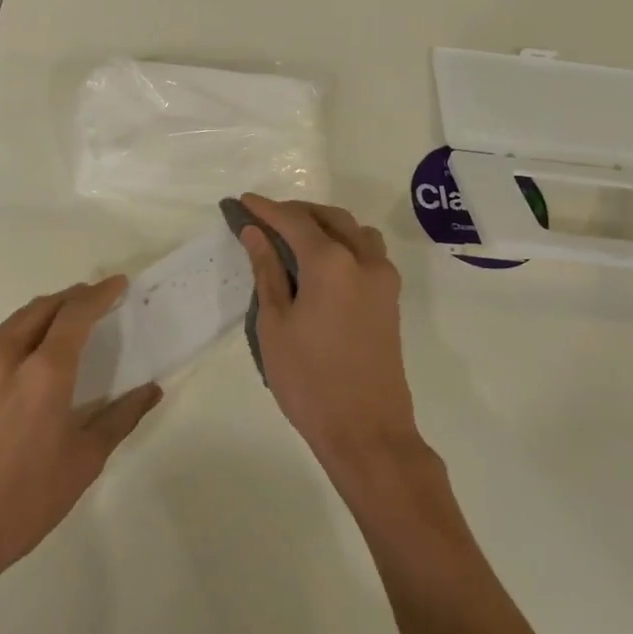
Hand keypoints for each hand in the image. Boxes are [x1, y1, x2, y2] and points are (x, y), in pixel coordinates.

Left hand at [0, 277, 160, 585]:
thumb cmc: (26, 501)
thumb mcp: (83, 461)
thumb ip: (120, 418)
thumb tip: (151, 390)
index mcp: (44, 372)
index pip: (75, 314)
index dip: (98, 294)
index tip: (116, 284)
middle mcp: (6, 357)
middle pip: (42, 308)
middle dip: (71, 298)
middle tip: (93, 300)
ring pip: (14, 322)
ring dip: (43, 313)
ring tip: (63, 320)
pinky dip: (17, 334)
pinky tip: (25, 355)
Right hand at [235, 194, 420, 477]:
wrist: (366, 431)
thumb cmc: (309, 379)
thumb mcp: (274, 323)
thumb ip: (267, 271)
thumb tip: (256, 233)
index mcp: (332, 262)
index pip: (294, 220)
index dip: (266, 208)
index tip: (242, 202)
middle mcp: (364, 260)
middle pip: (329, 217)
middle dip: (296, 212)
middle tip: (264, 219)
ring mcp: (383, 279)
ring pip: (355, 231)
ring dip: (324, 224)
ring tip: (294, 238)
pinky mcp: (390, 299)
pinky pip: (367, 252)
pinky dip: (343, 243)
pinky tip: (321, 263)